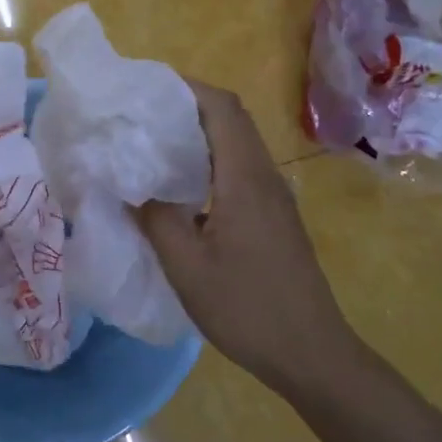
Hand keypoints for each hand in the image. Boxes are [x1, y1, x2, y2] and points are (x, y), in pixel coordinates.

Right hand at [139, 80, 356, 397]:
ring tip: (151, 144)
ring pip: (236, 143)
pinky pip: (239, 168)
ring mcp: (274, 196)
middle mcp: (264, 176)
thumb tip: (129, 184)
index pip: (222, 107)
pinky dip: (208, 160)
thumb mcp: (186, 266)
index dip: (186, 87)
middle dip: (186, 105)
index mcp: (245, 178)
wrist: (312, 354)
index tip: (145, 88)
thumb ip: (155, 218)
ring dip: (197, 133)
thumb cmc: (247, 308)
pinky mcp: (274, 216)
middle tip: (140, 114)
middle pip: (231, 118)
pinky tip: (179, 187)